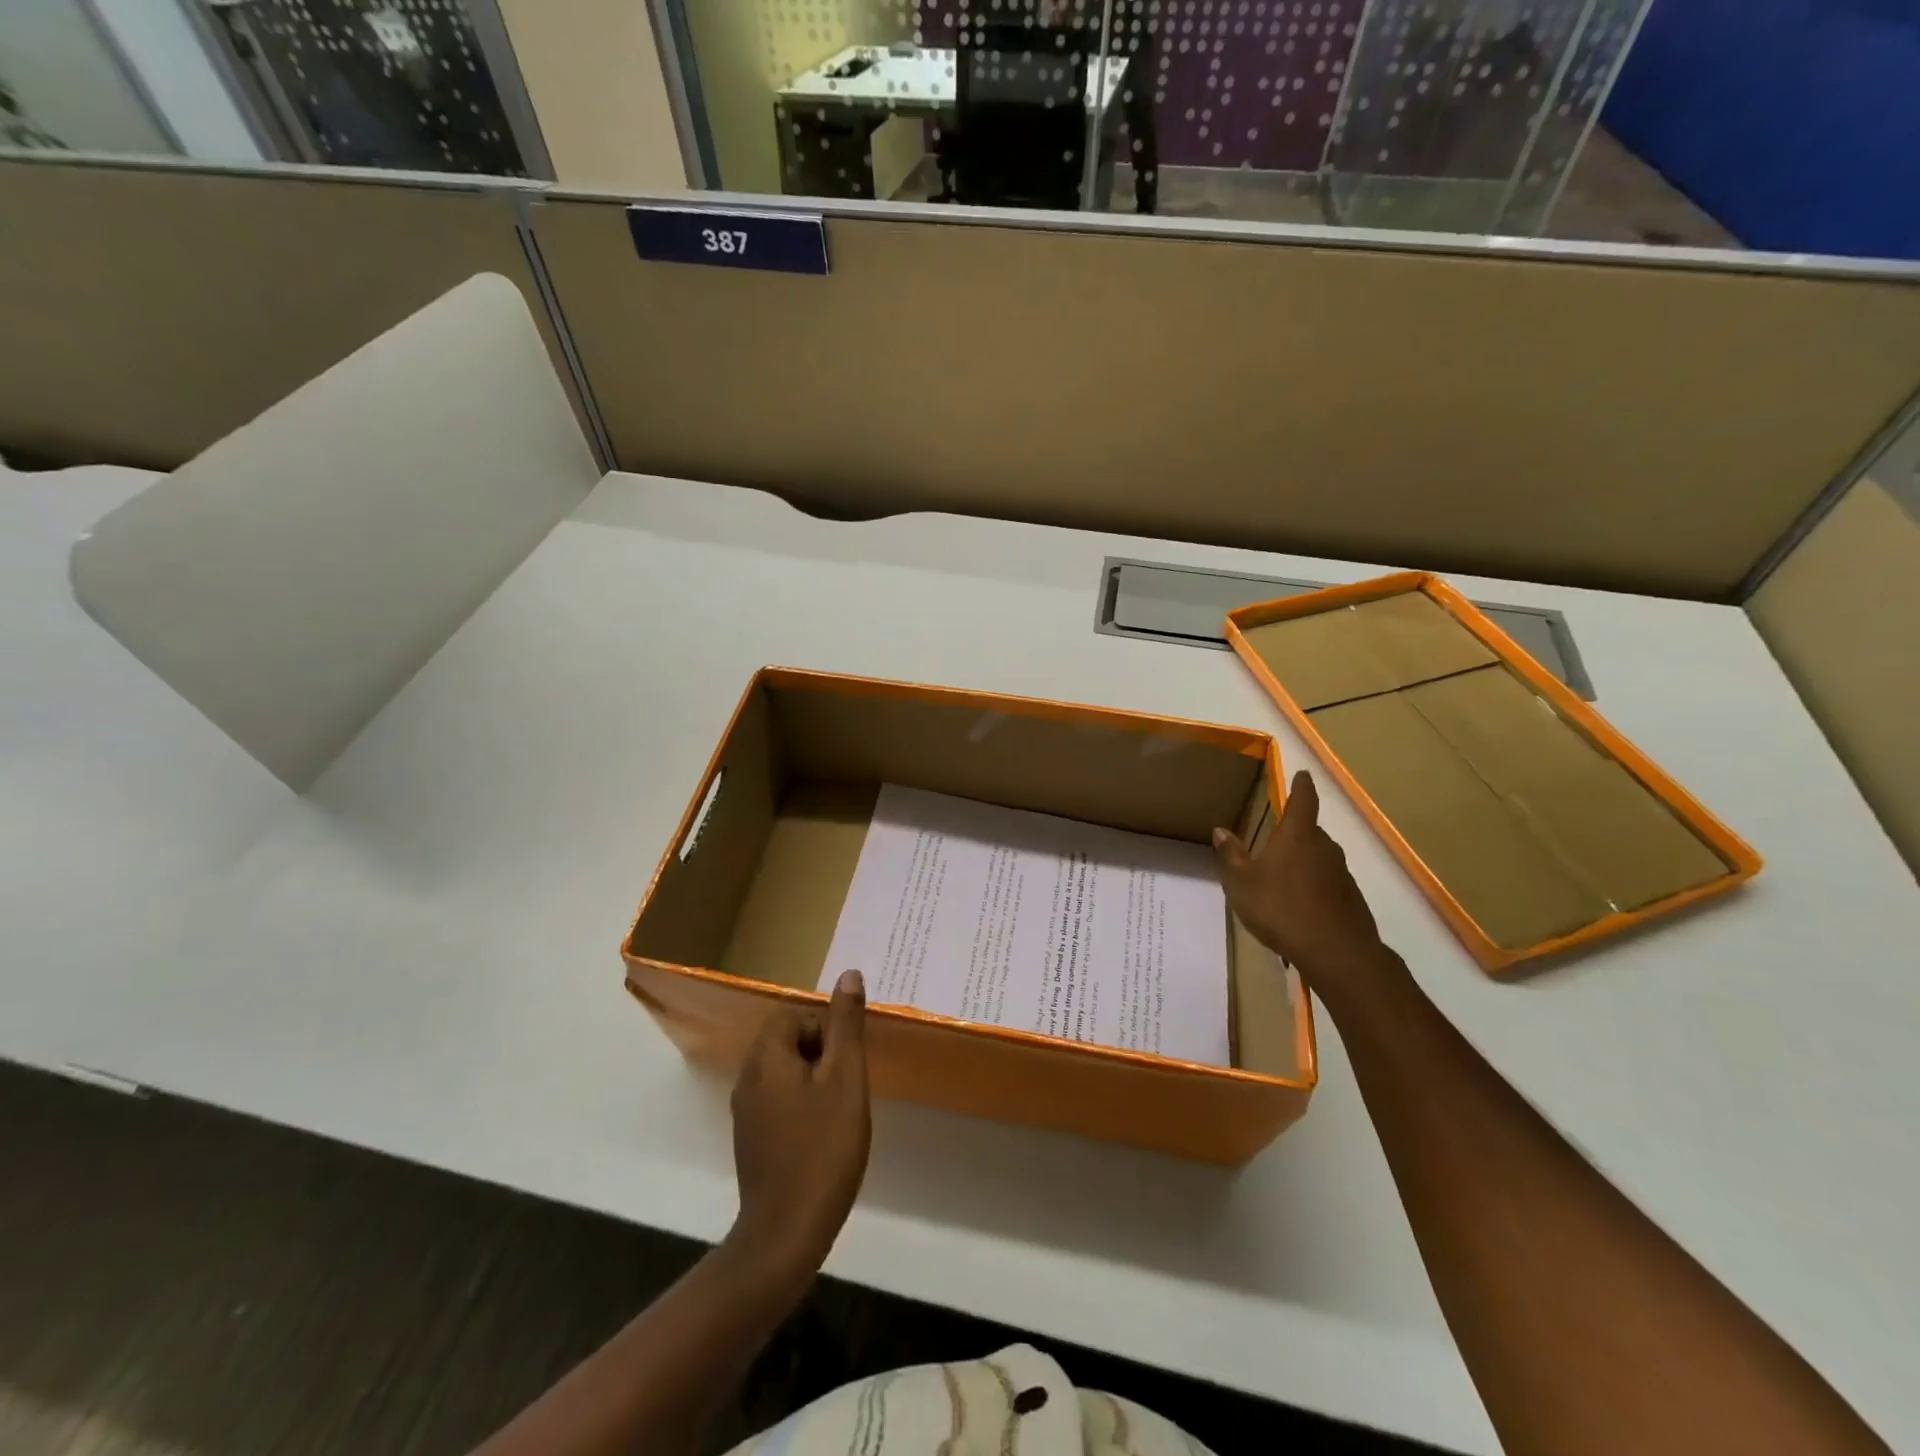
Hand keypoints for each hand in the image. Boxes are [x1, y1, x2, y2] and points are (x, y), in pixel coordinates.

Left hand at [728, 970, 870, 1276]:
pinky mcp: (750, 1140)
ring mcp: (745, 1112)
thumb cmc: (823, 1148)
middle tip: (848, 1086)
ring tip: (839, 1110)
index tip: (846, 1063)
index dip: (825, 1030)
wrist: (786, 1232)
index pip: (793, 1017)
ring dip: (813, 1080)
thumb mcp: (846, 1079)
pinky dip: (801, 1105)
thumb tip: (849, 974)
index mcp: (766, 1058)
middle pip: (786, 1042)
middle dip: (821, 1054)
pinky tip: (821, 1135)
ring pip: (783, 1073)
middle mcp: (747, 1078)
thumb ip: (846, 1025)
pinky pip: (777, 1100)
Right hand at [1214, 771, 1389, 999]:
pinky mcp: (1351, 898)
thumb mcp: (1242, 883)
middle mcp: (1324, 847)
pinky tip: (1299, 906)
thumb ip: (1232, 855)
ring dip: (1304, 862)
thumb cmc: (1281, 908)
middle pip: (1310, 831)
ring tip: (1283, 877)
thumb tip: (1220, 830)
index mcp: (1297, 836)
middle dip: (1295, 833)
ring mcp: (1341, 873)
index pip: (1303, 800)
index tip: (1303, 774)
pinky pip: (1328, 882)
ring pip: (1320, 858)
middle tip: (1276, 840)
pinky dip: (1314, 886)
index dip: (1302, 786)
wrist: (1336, 952)